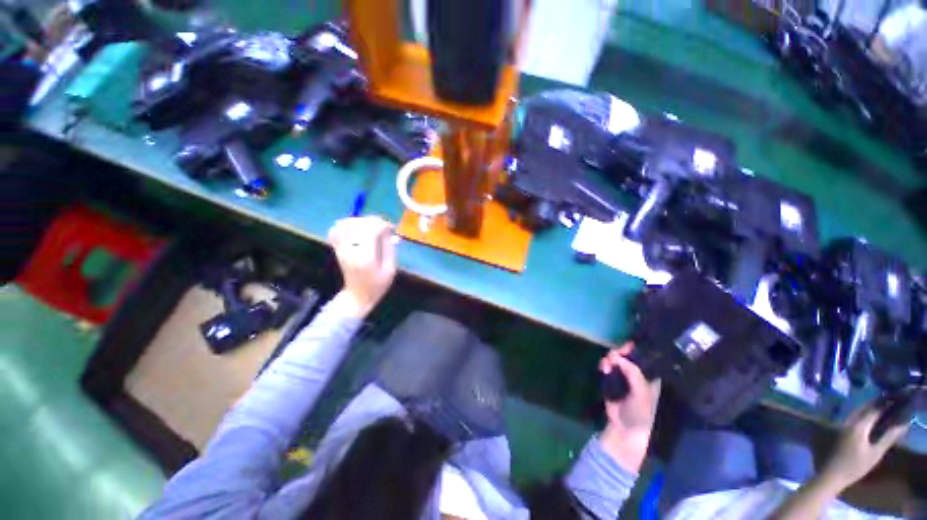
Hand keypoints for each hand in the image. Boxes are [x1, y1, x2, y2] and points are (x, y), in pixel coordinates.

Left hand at [328, 216, 396, 316]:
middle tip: (384, 226)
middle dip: (374, 221)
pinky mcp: (337, 249)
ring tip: (371, 225)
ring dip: (360, 221)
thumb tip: (389, 232)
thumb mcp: (390, 269)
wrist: (357, 296)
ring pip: (345, 224)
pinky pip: (336, 230)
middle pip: (359, 225)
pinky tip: (355, 227)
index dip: (383, 225)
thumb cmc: (377, 285)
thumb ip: (389, 249)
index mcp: (366, 257)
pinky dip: (344, 225)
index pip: (372, 231)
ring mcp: (341, 249)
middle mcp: (351, 250)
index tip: (392, 228)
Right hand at [598, 342, 660, 472]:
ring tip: (607, 364)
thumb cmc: (640, 412)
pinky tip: (603, 368)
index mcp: (649, 376)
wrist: (625, 427)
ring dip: (610, 359)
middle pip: (627, 356)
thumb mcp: (641, 393)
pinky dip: (604, 365)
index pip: (644, 357)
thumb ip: (633, 374)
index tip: (627, 345)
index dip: (636, 349)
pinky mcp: (611, 379)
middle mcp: (636, 373)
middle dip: (620, 353)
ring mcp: (623, 376)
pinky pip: (607, 367)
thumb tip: (618, 357)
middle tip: (614, 355)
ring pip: (615, 360)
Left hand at [819, 401, 909, 491]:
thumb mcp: (875, 453)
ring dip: (872, 405)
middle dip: (880, 400)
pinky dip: (865, 411)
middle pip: (865, 406)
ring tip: (886, 402)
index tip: (899, 395)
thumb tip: (903, 424)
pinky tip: (871, 414)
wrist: (832, 474)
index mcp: (858, 425)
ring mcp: (843, 424)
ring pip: (859, 409)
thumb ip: (888, 437)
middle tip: (894, 396)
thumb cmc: (855, 466)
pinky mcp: (841, 429)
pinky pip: (855, 415)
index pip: (875, 408)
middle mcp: (849, 420)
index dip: (887, 401)